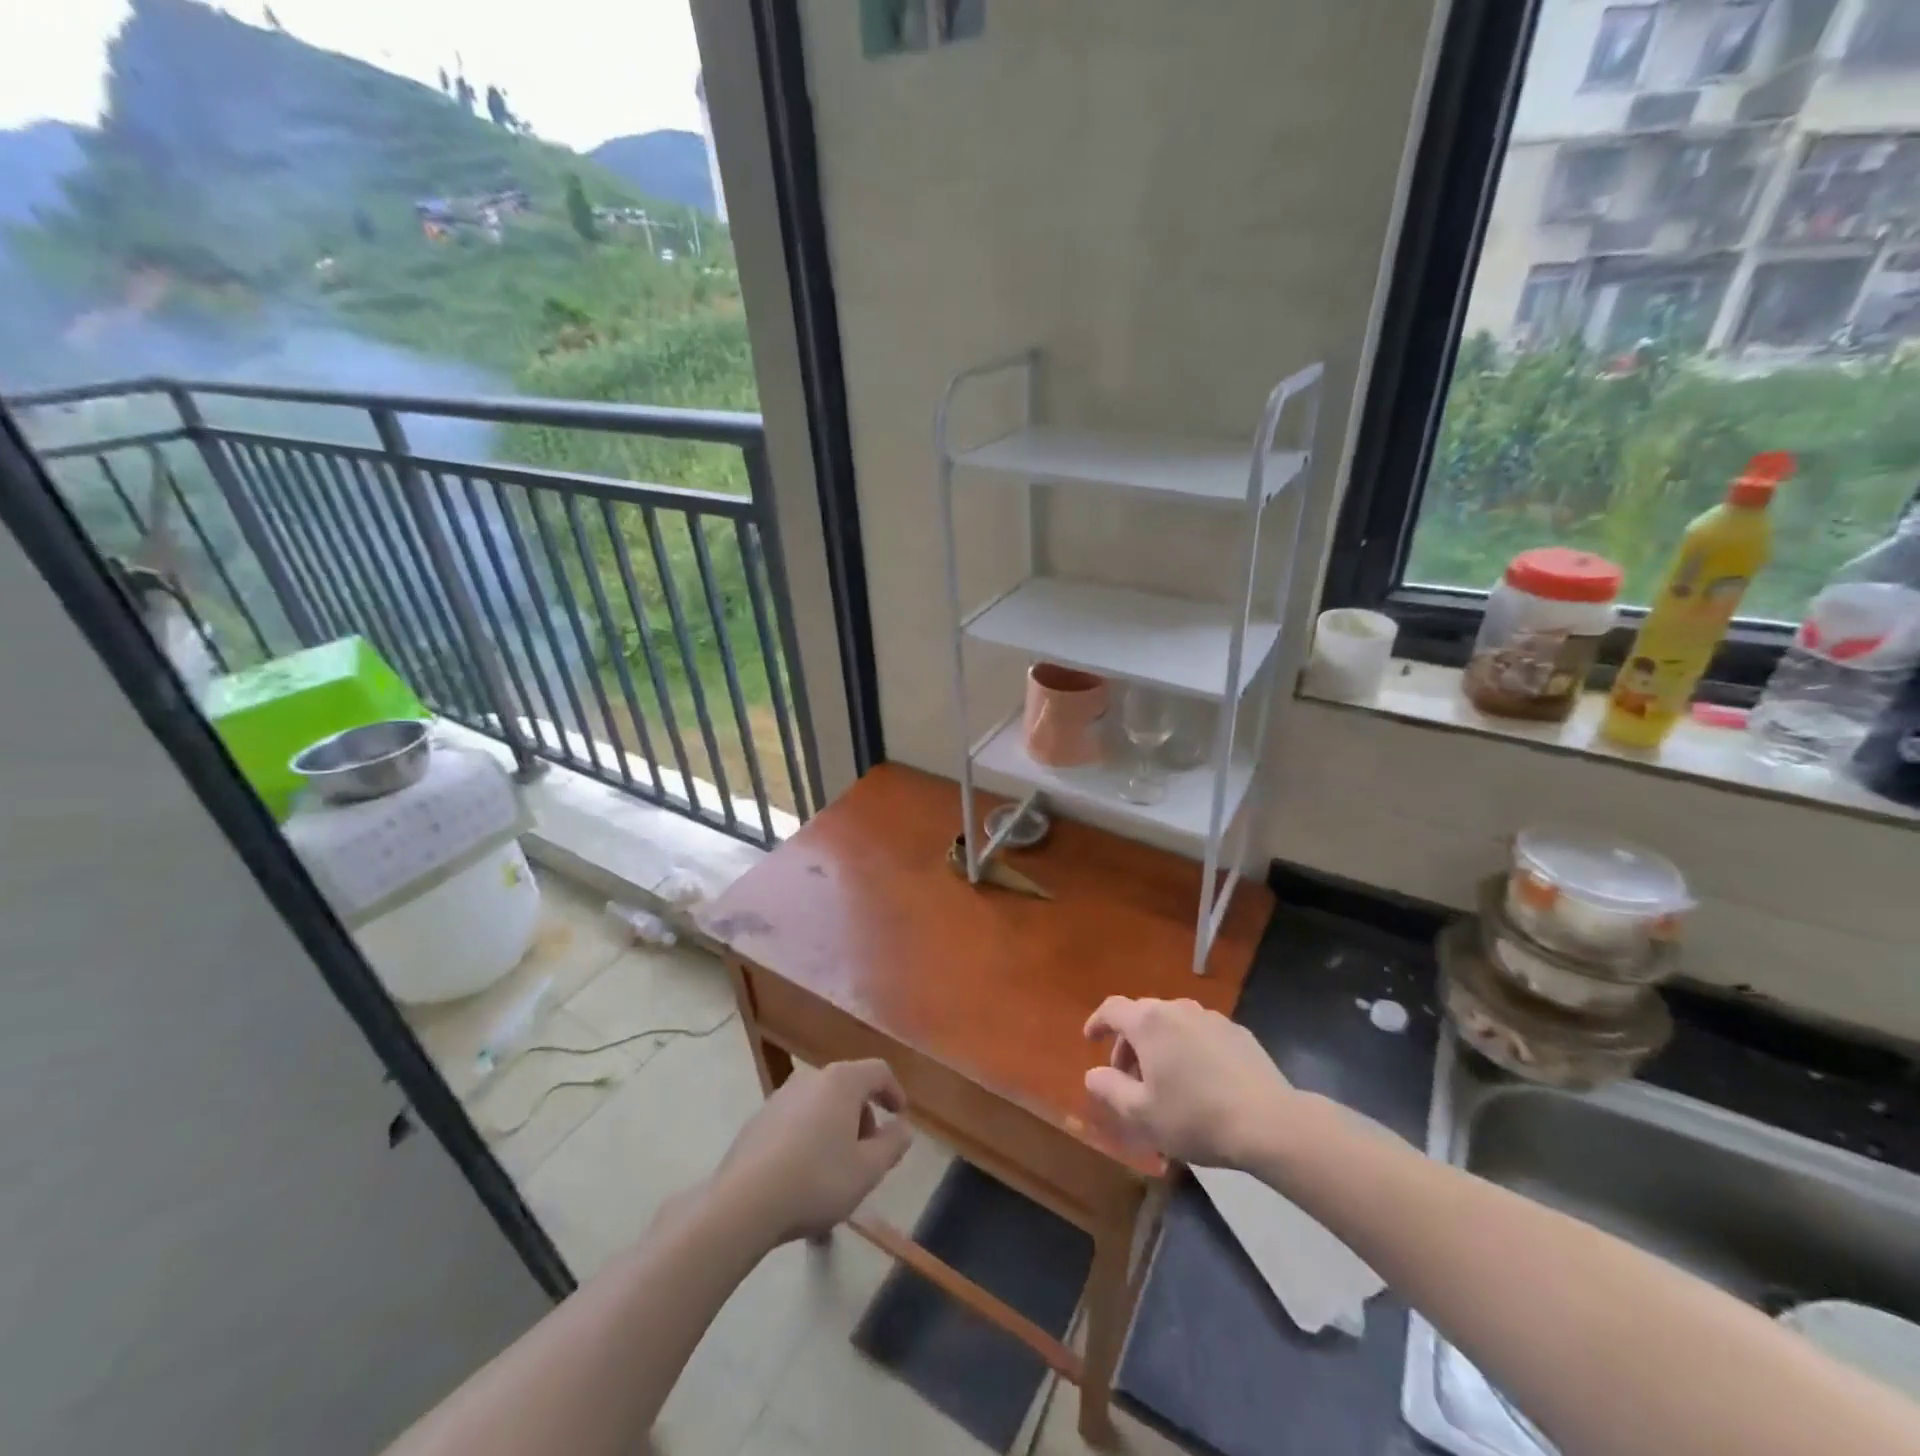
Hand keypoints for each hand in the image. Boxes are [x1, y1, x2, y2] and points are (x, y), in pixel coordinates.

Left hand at [711, 1059, 912, 1245]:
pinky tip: (805, 1173)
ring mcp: (781, 1096)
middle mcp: (811, 1078)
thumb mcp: (867, 1170)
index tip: (900, 1116)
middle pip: (848, 1086)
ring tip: (837, 1168)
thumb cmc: (817, 1180)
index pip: (878, 1071)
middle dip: (864, 1115)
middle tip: (869, 1151)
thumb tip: (903, 1128)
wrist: (743, 1203)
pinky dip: (810, 1136)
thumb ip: (893, 1145)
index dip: (894, 1091)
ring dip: (836, 1127)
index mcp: (842, 1081)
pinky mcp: (759, 1119)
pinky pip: (797, 1119)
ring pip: (821, 1103)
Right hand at [1083, 997, 1294, 1168]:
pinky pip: (1200, 1033)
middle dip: (1128, 1042)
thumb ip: (1110, 1089)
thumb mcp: (1142, 1114)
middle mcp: (1178, 1009)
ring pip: (1173, 1023)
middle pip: (1143, 1015)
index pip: (1112, 1009)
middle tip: (1127, 1077)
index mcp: (1149, 1022)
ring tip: (1163, 1080)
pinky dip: (1188, 1048)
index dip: (1097, 1022)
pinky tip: (1198, 1080)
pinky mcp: (1238, 1032)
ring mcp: (1211, 1018)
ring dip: (1159, 1045)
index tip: (1090, 1039)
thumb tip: (1093, 1074)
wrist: (1269, 1123)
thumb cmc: (1196, 1117)